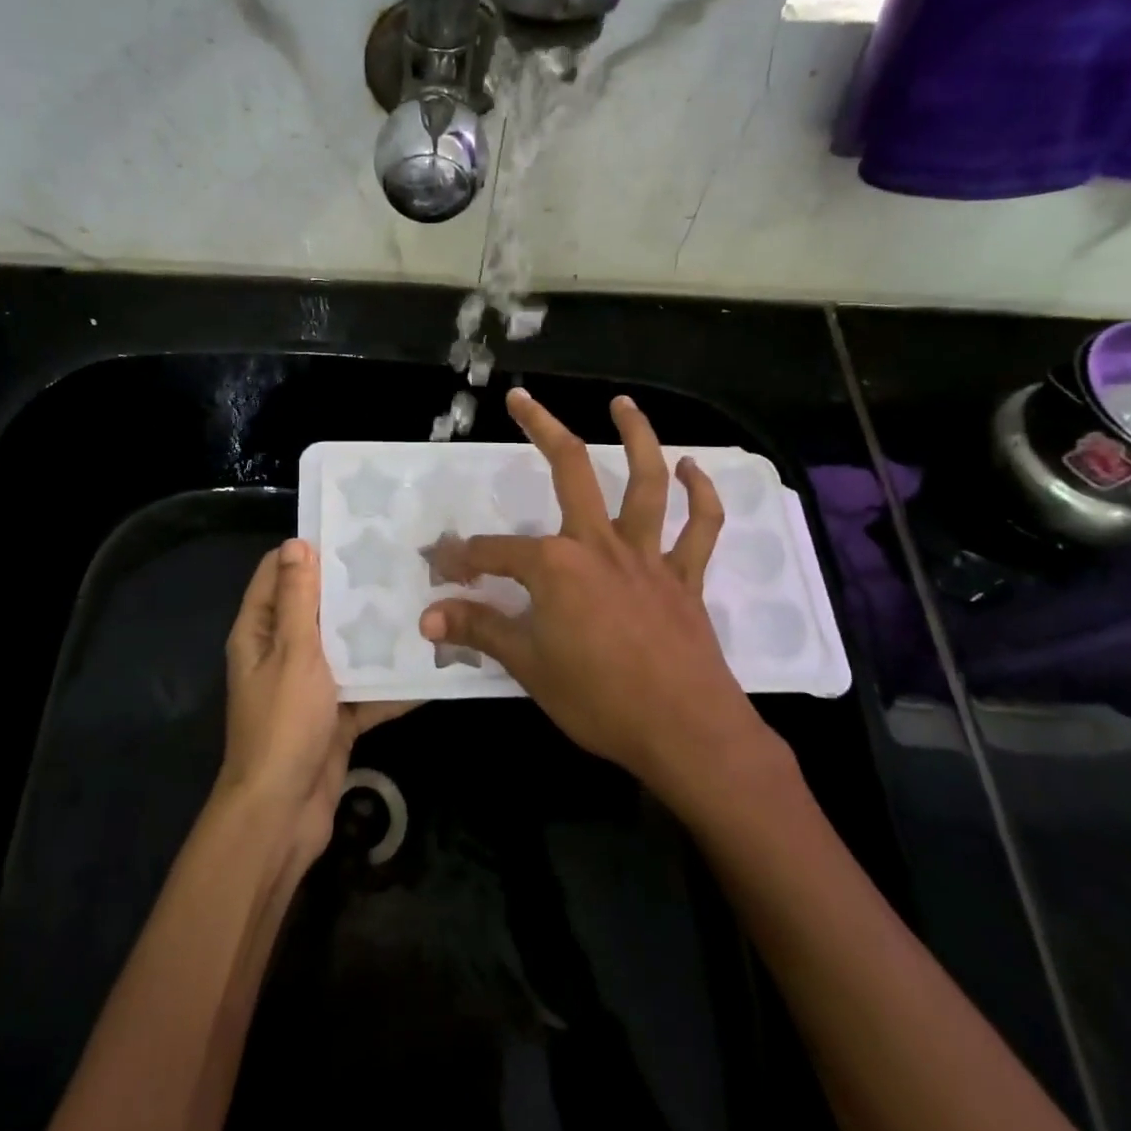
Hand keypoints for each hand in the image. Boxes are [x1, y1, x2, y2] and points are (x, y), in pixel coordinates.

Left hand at [220, 539, 411, 866]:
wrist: (282, 813)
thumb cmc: (282, 723)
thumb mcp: (292, 652)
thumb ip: (298, 600)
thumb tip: (297, 543)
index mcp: (260, 632)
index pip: (277, 575)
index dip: (307, 551)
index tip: (350, 532)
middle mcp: (281, 654)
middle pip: (317, 609)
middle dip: (352, 590)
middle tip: (400, 563)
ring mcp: (309, 687)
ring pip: (345, 649)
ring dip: (376, 635)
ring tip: (422, 602)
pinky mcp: (335, 716)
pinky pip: (365, 690)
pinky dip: (390, 683)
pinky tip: (430, 664)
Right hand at [420, 389, 781, 794]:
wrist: (685, 732)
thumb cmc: (599, 699)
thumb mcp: (528, 666)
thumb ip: (479, 631)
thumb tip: (428, 618)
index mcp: (555, 566)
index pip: (493, 553)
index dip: (461, 559)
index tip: (440, 568)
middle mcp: (599, 544)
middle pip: (569, 470)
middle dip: (541, 429)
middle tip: (521, 398)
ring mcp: (647, 555)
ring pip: (645, 482)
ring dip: (636, 437)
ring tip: (623, 404)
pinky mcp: (684, 576)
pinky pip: (700, 528)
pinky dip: (702, 495)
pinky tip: (693, 468)